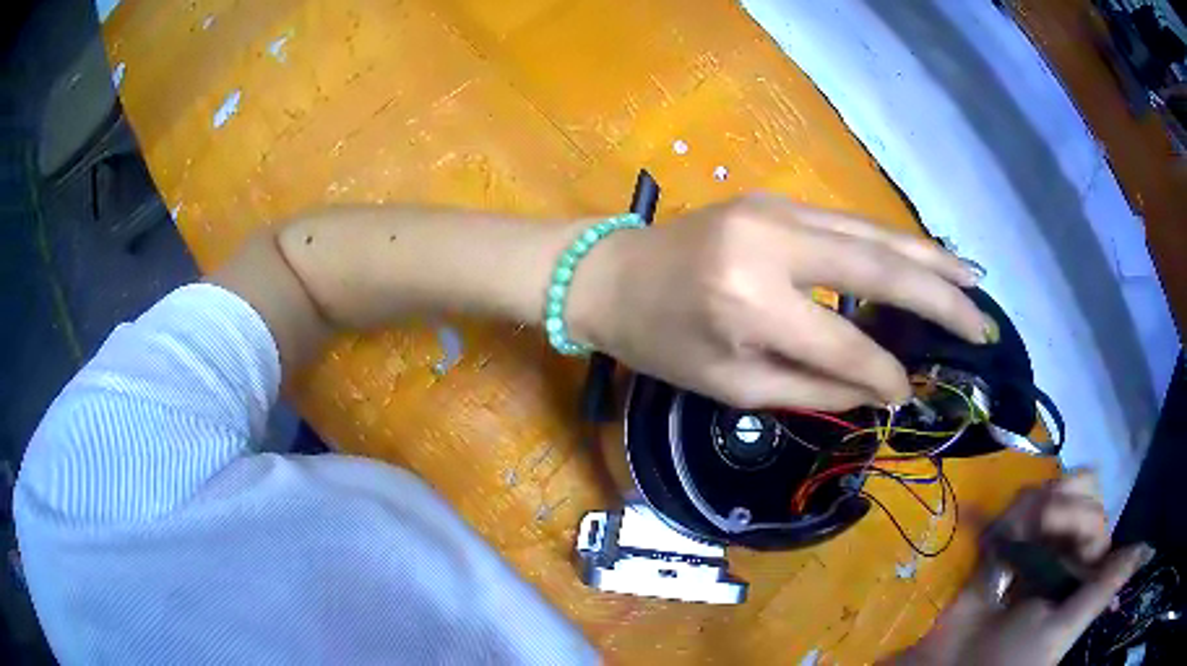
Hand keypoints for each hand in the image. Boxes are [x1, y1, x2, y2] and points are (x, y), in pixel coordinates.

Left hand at [570, 194, 990, 409]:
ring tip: (976, 281)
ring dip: (930, 260)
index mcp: (749, 304)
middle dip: (940, 300)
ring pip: (874, 235)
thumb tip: (877, 390)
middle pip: (879, 270)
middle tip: (983, 324)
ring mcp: (776, 210)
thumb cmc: (659, 340)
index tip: (911, 395)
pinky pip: (850, 225)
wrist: (608, 273)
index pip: (844, 346)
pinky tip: (927, 258)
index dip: (884, 375)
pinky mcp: (776, 200)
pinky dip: (895, 245)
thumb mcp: (728, 385)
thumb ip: (810, 388)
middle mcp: (772, 244)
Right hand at [888, 472, 1151, 665]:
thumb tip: (1147, 548)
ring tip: (1015, 525)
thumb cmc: (1014, 659)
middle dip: (1062, 500)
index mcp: (1081, 572)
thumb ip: (1103, 589)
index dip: (1080, 512)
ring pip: (1050, 495)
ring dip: (1036, 500)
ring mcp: (1034, 549)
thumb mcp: (1062, 631)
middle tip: (1038, 521)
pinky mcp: (1004, 549)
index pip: (1096, 517)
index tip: (1052, 522)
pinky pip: (1017, 511)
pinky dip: (1013, 509)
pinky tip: (1002, 525)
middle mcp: (1064, 554)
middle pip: (1079, 496)